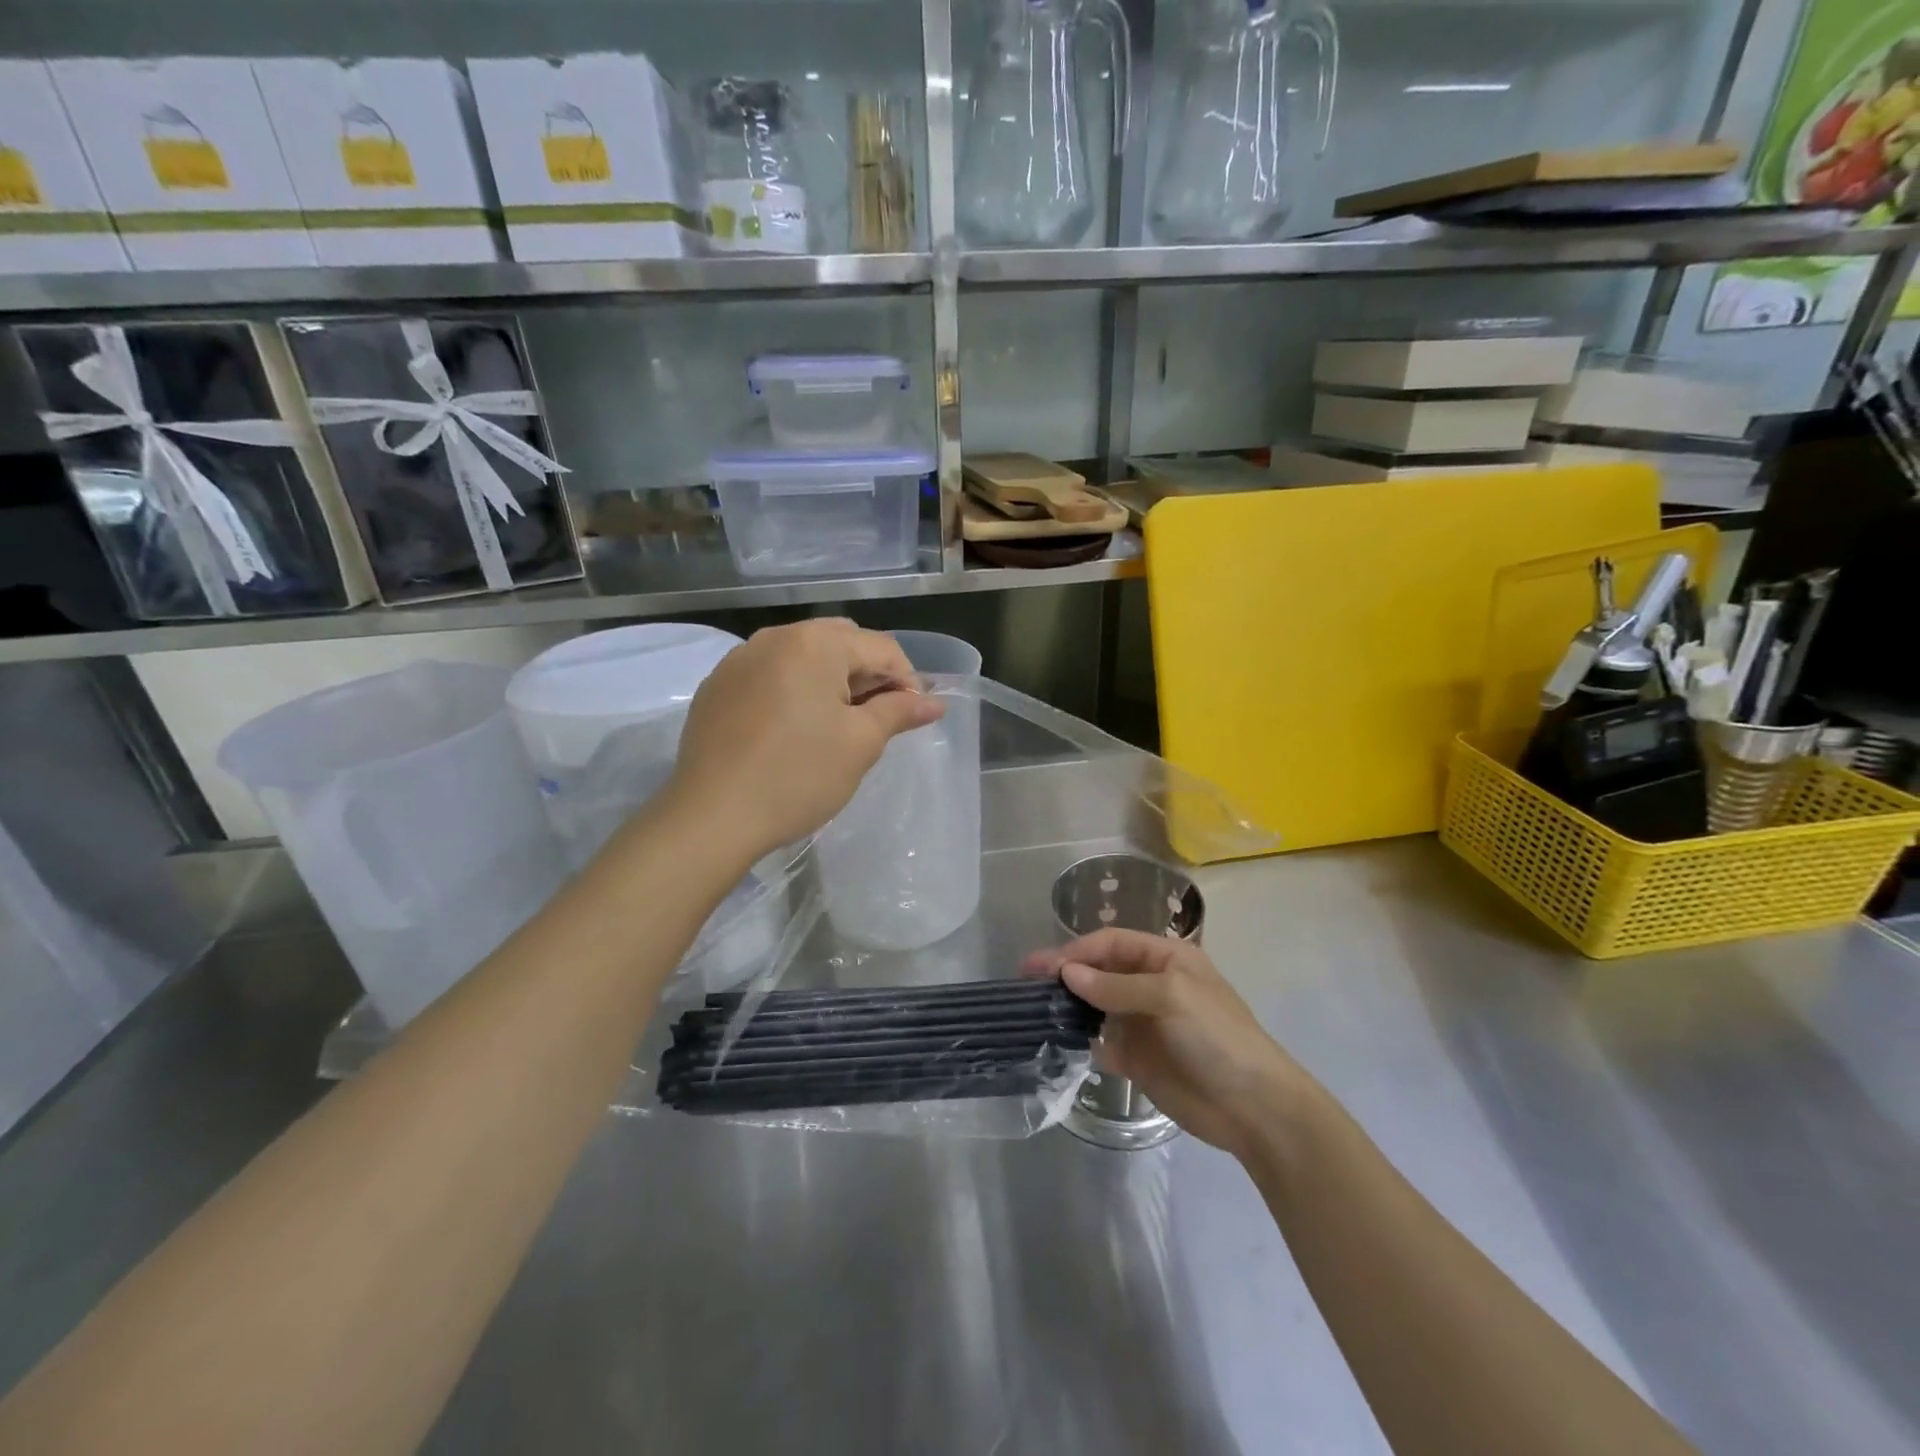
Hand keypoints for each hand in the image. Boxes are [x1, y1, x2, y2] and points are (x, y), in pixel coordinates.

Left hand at [665, 620, 943, 860]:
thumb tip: (934, 702)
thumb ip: (898, 712)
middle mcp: (775, 637)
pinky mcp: (717, 686)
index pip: (881, 647)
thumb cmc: (798, 776)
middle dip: (868, 674)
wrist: (712, 816)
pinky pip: (770, 674)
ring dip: (831, 680)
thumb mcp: (860, 743)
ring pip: (803, 656)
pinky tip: (794, 729)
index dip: (908, 680)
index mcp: (815, 643)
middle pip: (841, 642)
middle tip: (878, 718)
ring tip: (838, 724)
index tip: (914, 717)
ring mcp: (739, 660)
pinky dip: (794, 690)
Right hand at [1023, 930, 1304, 1161]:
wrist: (1253, 1107)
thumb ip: (1116, 985)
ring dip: (1069, 1005)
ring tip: (1033, 1008)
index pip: (1111, 944)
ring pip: (1096, 1006)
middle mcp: (1151, 985)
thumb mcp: (1171, 996)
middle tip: (1026, 980)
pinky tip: (1057, 1041)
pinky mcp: (1137, 1059)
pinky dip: (1080, 1040)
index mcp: (1165, 958)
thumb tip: (1067, 974)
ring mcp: (1143, 1023)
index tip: (1043, 965)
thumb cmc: (1217, 1036)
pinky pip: (1100, 1042)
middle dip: (1065, 973)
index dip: (1077, 950)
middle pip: (1100, 971)